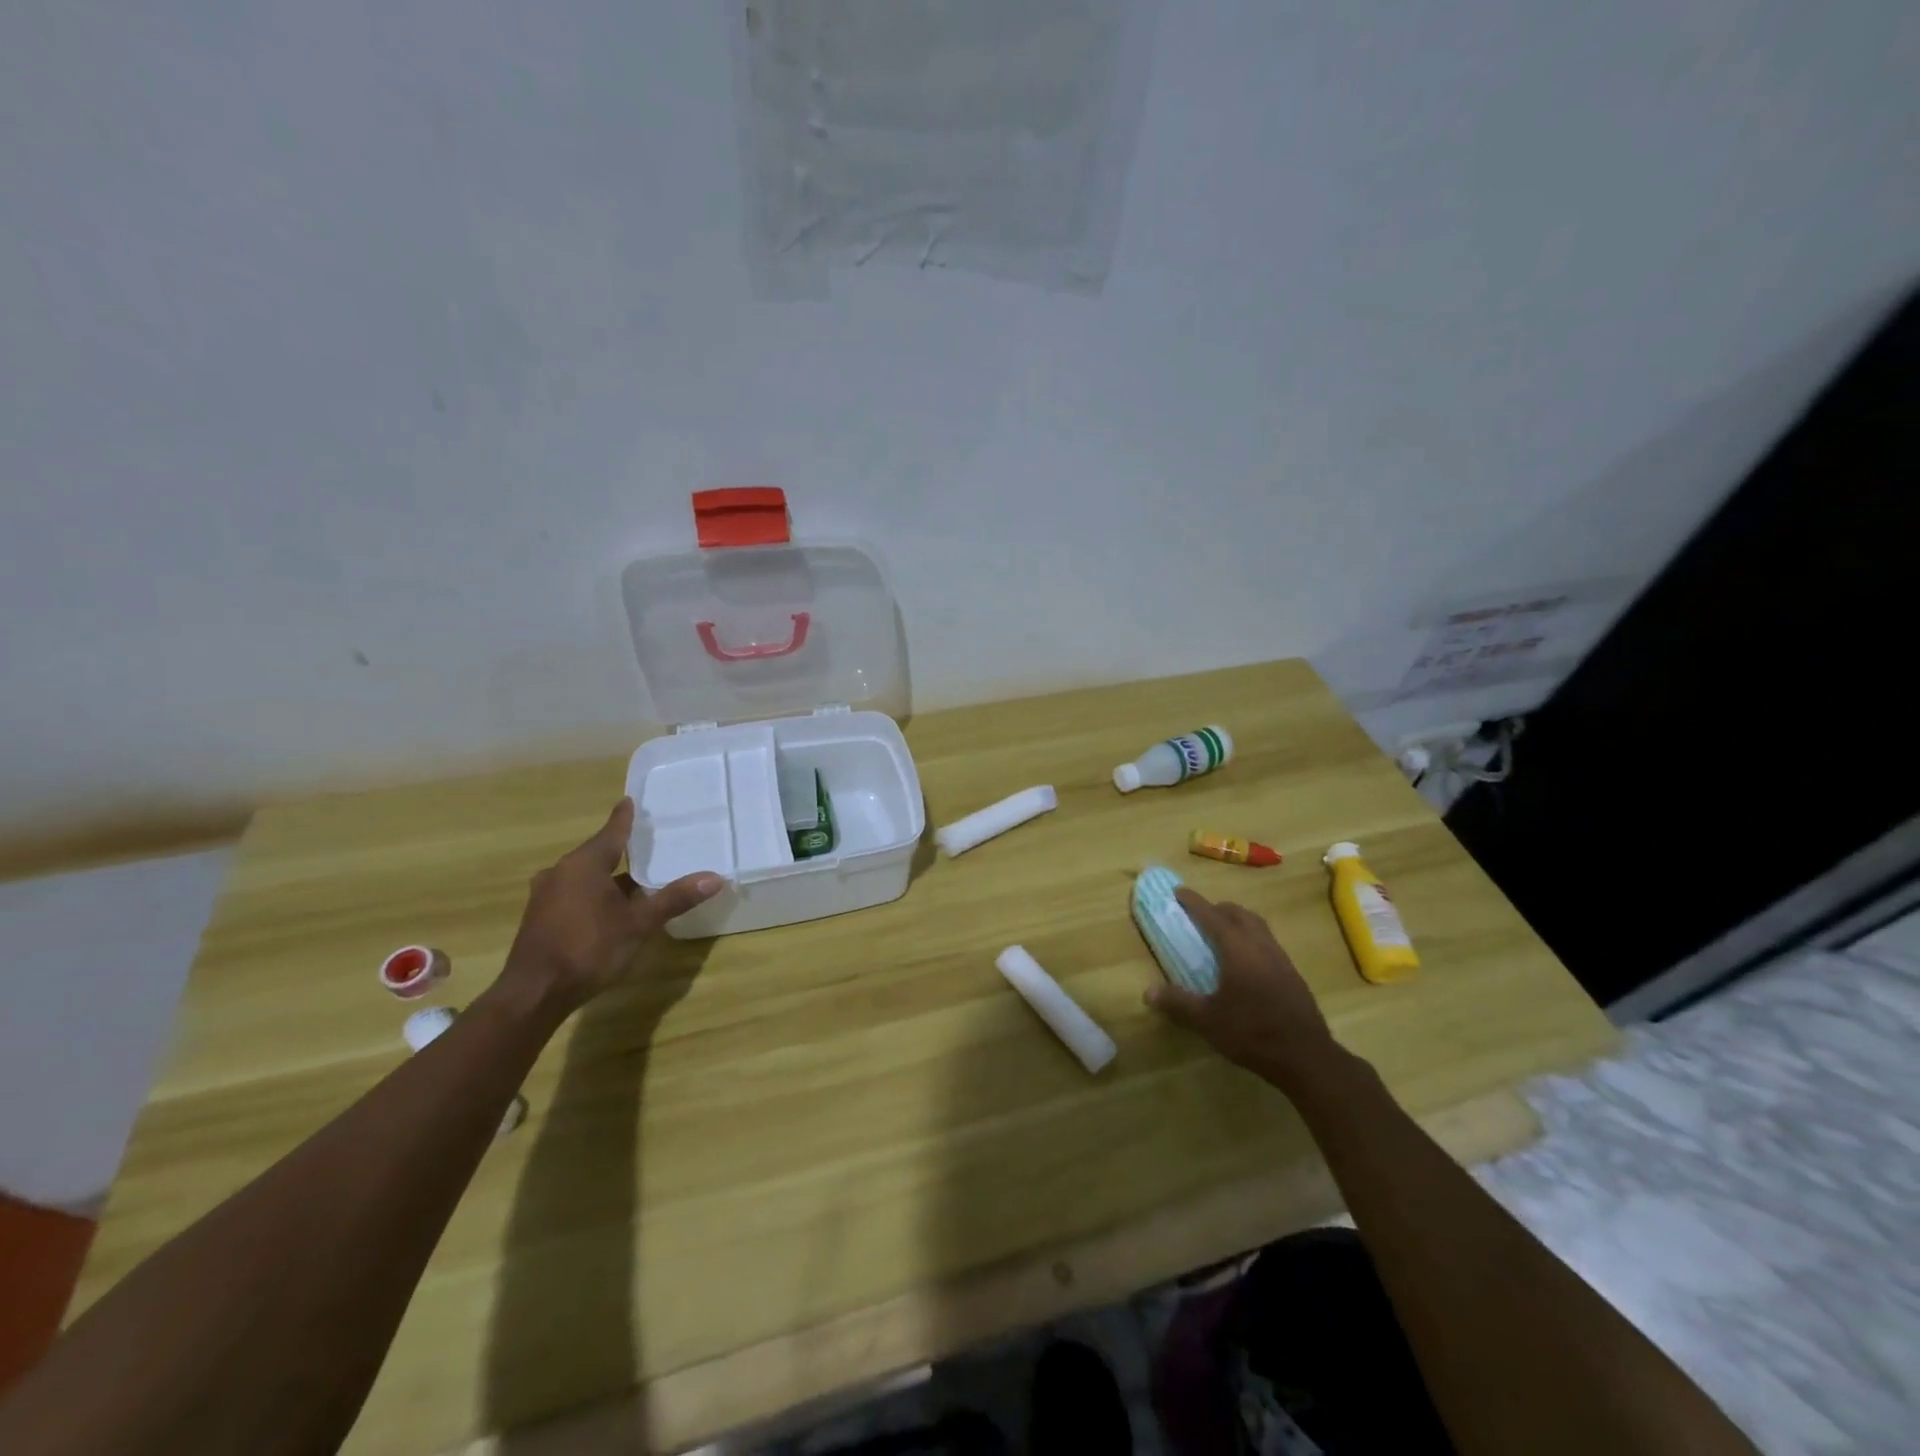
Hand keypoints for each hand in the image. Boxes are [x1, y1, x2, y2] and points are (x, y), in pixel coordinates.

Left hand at [500, 798, 723, 1013]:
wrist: (534, 994)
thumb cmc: (589, 949)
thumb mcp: (639, 924)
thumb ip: (674, 898)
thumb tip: (715, 877)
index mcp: (584, 864)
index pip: (611, 832)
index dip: (624, 818)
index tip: (630, 801)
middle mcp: (561, 872)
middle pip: (596, 853)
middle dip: (620, 850)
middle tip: (646, 844)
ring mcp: (546, 895)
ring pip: (584, 876)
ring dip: (607, 876)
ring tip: (634, 878)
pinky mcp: (540, 917)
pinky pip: (573, 893)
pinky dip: (593, 893)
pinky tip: (609, 908)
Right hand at [1144, 888, 1343, 1094]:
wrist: (1307, 1057)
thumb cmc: (1253, 1033)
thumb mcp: (1208, 1021)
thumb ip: (1178, 1003)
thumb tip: (1148, 992)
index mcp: (1238, 950)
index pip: (1212, 916)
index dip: (1194, 903)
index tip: (1178, 891)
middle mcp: (1260, 946)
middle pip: (1239, 914)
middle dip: (1218, 908)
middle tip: (1201, 914)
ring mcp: (1281, 959)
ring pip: (1257, 926)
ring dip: (1238, 921)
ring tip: (1223, 932)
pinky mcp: (1292, 975)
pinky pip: (1268, 942)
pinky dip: (1252, 938)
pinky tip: (1246, 961)